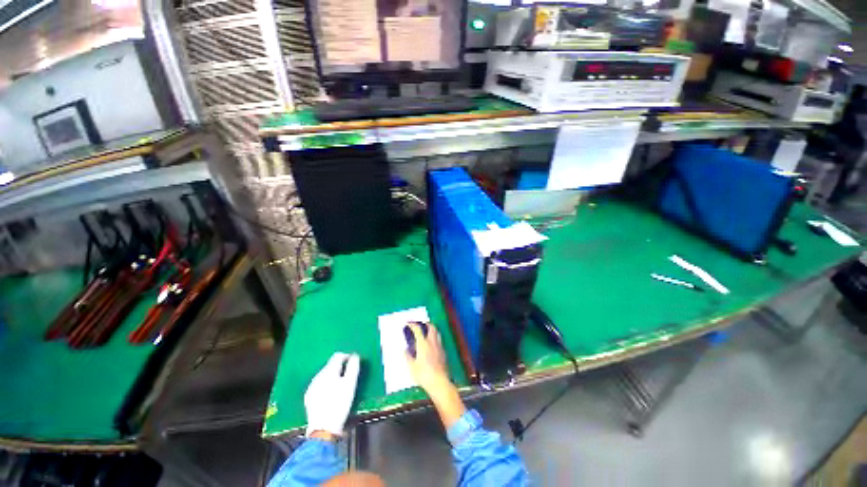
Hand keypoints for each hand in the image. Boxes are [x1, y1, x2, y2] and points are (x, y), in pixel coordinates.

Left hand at [304, 352, 359, 437]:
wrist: (323, 429)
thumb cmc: (340, 404)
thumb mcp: (350, 384)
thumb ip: (353, 367)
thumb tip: (355, 356)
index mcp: (328, 371)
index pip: (338, 356)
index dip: (347, 356)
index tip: (355, 362)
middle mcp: (318, 376)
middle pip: (331, 365)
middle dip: (340, 367)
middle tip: (349, 375)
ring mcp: (312, 386)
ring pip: (324, 375)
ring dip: (333, 376)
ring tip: (341, 385)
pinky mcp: (309, 397)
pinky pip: (319, 385)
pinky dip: (326, 385)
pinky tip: (331, 394)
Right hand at [405, 322, 451, 397]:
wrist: (439, 382)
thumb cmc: (423, 375)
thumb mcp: (411, 367)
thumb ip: (408, 356)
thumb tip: (405, 350)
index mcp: (423, 344)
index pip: (418, 329)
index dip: (413, 324)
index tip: (409, 323)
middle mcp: (432, 342)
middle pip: (431, 327)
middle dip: (425, 323)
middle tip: (420, 324)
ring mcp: (439, 346)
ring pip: (437, 332)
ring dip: (431, 329)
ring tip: (426, 331)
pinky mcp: (443, 352)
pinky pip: (439, 340)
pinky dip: (435, 337)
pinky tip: (432, 344)